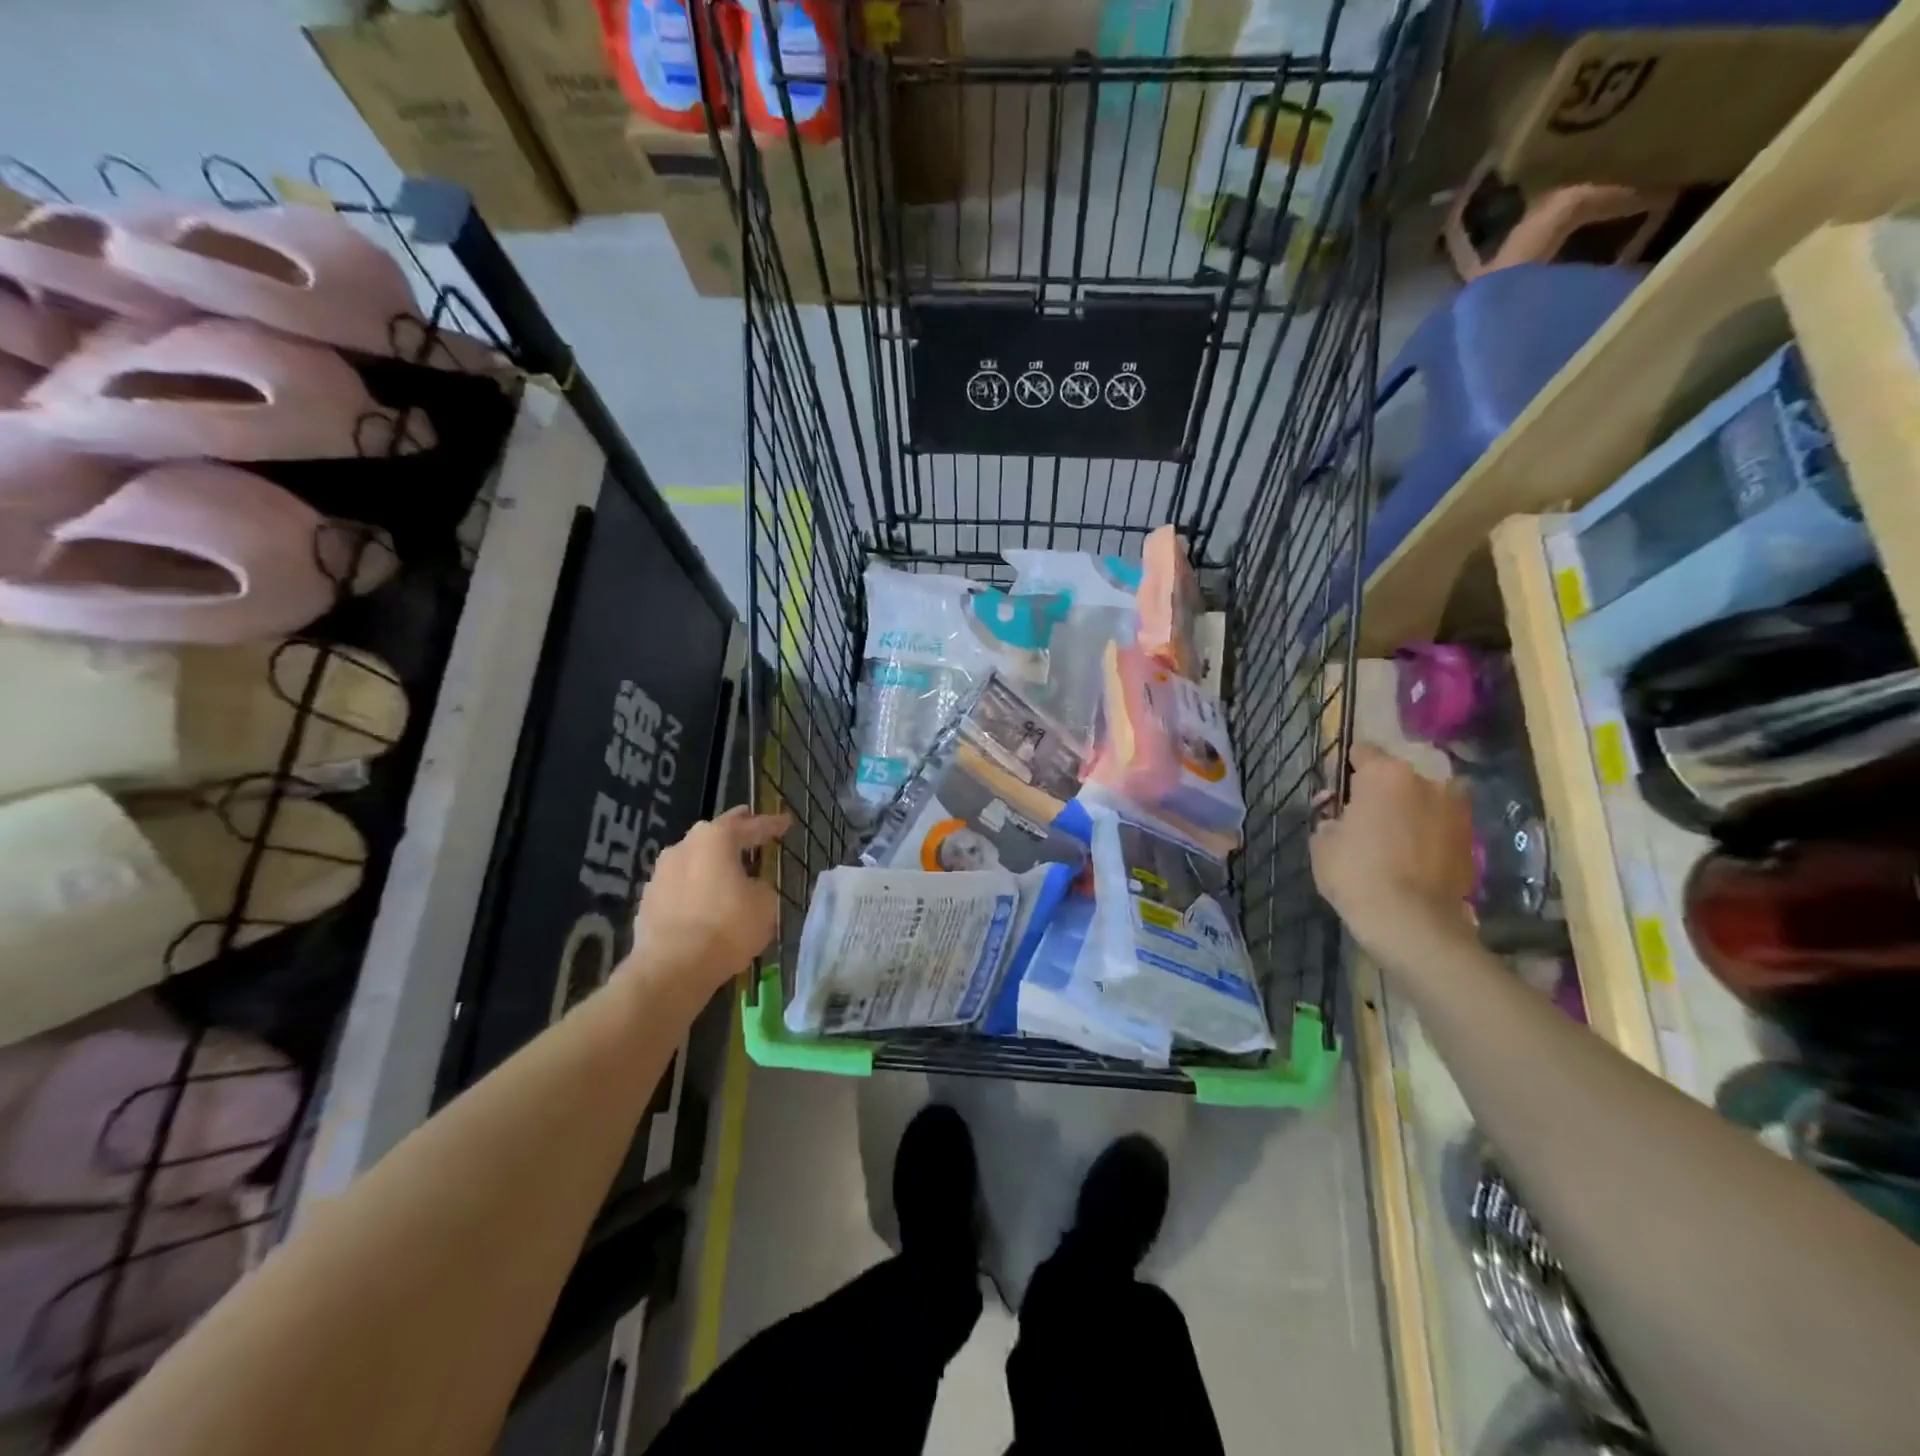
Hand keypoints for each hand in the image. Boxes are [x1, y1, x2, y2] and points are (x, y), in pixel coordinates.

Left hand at [628, 806, 789, 992]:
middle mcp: (684, 847)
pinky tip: (704, 896)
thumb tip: (749, 887)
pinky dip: (696, 886)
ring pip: (694, 858)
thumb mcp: (764, 904)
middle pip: (715, 833)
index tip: (786, 821)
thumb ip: (760, 886)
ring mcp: (661, 873)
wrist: (671, 968)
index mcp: (716, 839)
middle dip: (736, 829)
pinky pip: (680, 884)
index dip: (772, 825)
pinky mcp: (648, 900)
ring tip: (727, 864)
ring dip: (711, 860)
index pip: (751, 826)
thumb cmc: (727, 927)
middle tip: (751, 824)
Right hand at [1312, 743, 1475, 962]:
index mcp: (1385, 774)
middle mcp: (1426, 781)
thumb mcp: (1321, 843)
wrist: (1412, 922)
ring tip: (1392, 839)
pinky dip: (1427, 833)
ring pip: (1423, 800)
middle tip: (1364, 819)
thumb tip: (1338, 814)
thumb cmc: (1356, 874)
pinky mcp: (1471, 838)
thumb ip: (1328, 818)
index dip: (1345, 770)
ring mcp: (1455, 809)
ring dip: (1409, 811)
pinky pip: (1440, 825)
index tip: (1337, 792)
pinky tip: (1412, 857)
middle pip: (1397, 776)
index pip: (1362, 752)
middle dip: (1381, 791)